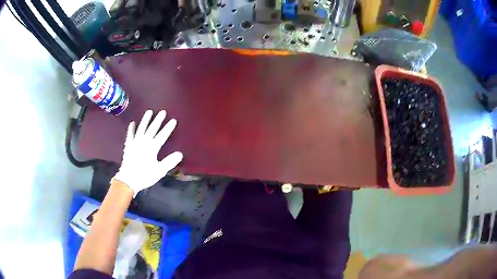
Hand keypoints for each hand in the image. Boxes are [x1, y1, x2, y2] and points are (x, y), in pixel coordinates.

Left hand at [113, 110, 182, 196]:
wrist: (128, 179)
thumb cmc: (145, 176)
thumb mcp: (159, 171)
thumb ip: (169, 161)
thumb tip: (180, 154)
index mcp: (152, 148)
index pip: (162, 135)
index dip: (168, 128)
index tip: (173, 120)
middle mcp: (144, 142)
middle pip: (152, 129)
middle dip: (158, 120)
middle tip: (162, 112)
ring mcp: (135, 143)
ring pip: (141, 128)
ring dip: (145, 120)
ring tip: (149, 112)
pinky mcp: (128, 146)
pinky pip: (130, 135)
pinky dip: (131, 129)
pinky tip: (132, 123)